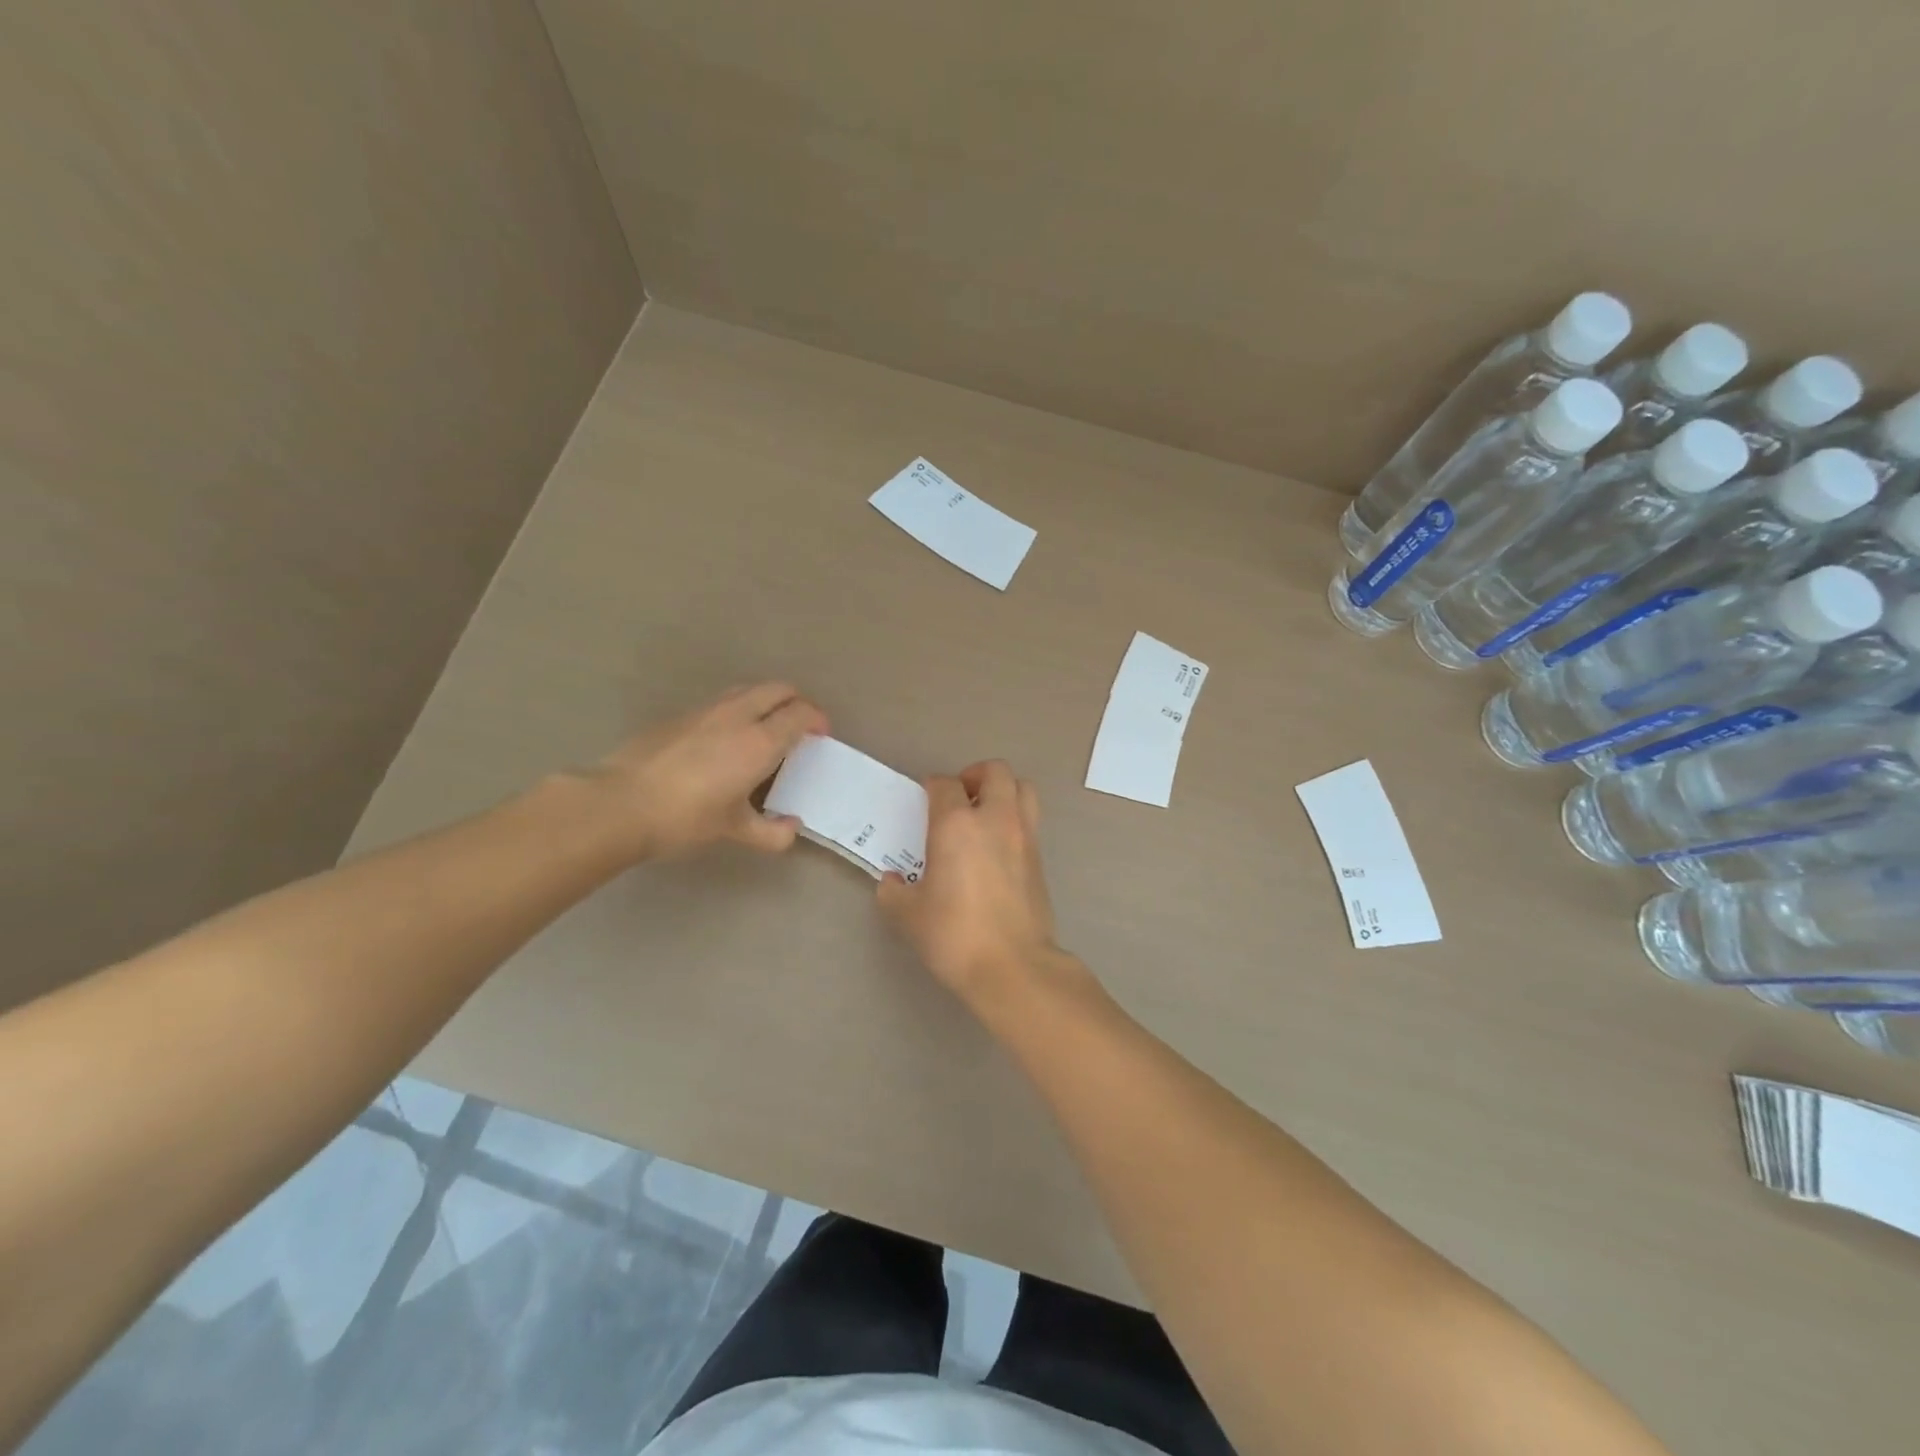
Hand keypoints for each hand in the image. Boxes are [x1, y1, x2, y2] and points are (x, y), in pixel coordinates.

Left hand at [588, 683, 828, 859]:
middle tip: (800, 725)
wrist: (619, 803)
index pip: (800, 713)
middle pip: (777, 689)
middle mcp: (737, 716)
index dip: (817, 719)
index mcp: (759, 741)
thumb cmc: (685, 817)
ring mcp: (705, 711)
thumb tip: (792, 829)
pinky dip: (738, 710)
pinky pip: (721, 702)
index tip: (821, 734)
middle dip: (796, 701)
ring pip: (748, 690)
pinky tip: (726, 739)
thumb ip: (770, 832)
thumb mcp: (733, 830)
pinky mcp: (680, 715)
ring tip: (766, 727)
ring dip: (766, 701)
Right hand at [878, 760, 1063, 1006]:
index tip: (925, 800)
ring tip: (985, 814)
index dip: (932, 787)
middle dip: (975, 775)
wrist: (1012, 966)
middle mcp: (994, 819)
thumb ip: (894, 892)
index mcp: (956, 824)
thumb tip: (894, 882)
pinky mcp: (1040, 858)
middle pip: (995, 771)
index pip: (944, 784)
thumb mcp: (908, 915)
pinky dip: (1015, 820)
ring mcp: (1023, 836)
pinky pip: (1030, 820)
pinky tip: (997, 847)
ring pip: (1022, 789)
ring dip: (1003, 791)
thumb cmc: (954, 935)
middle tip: (960, 798)